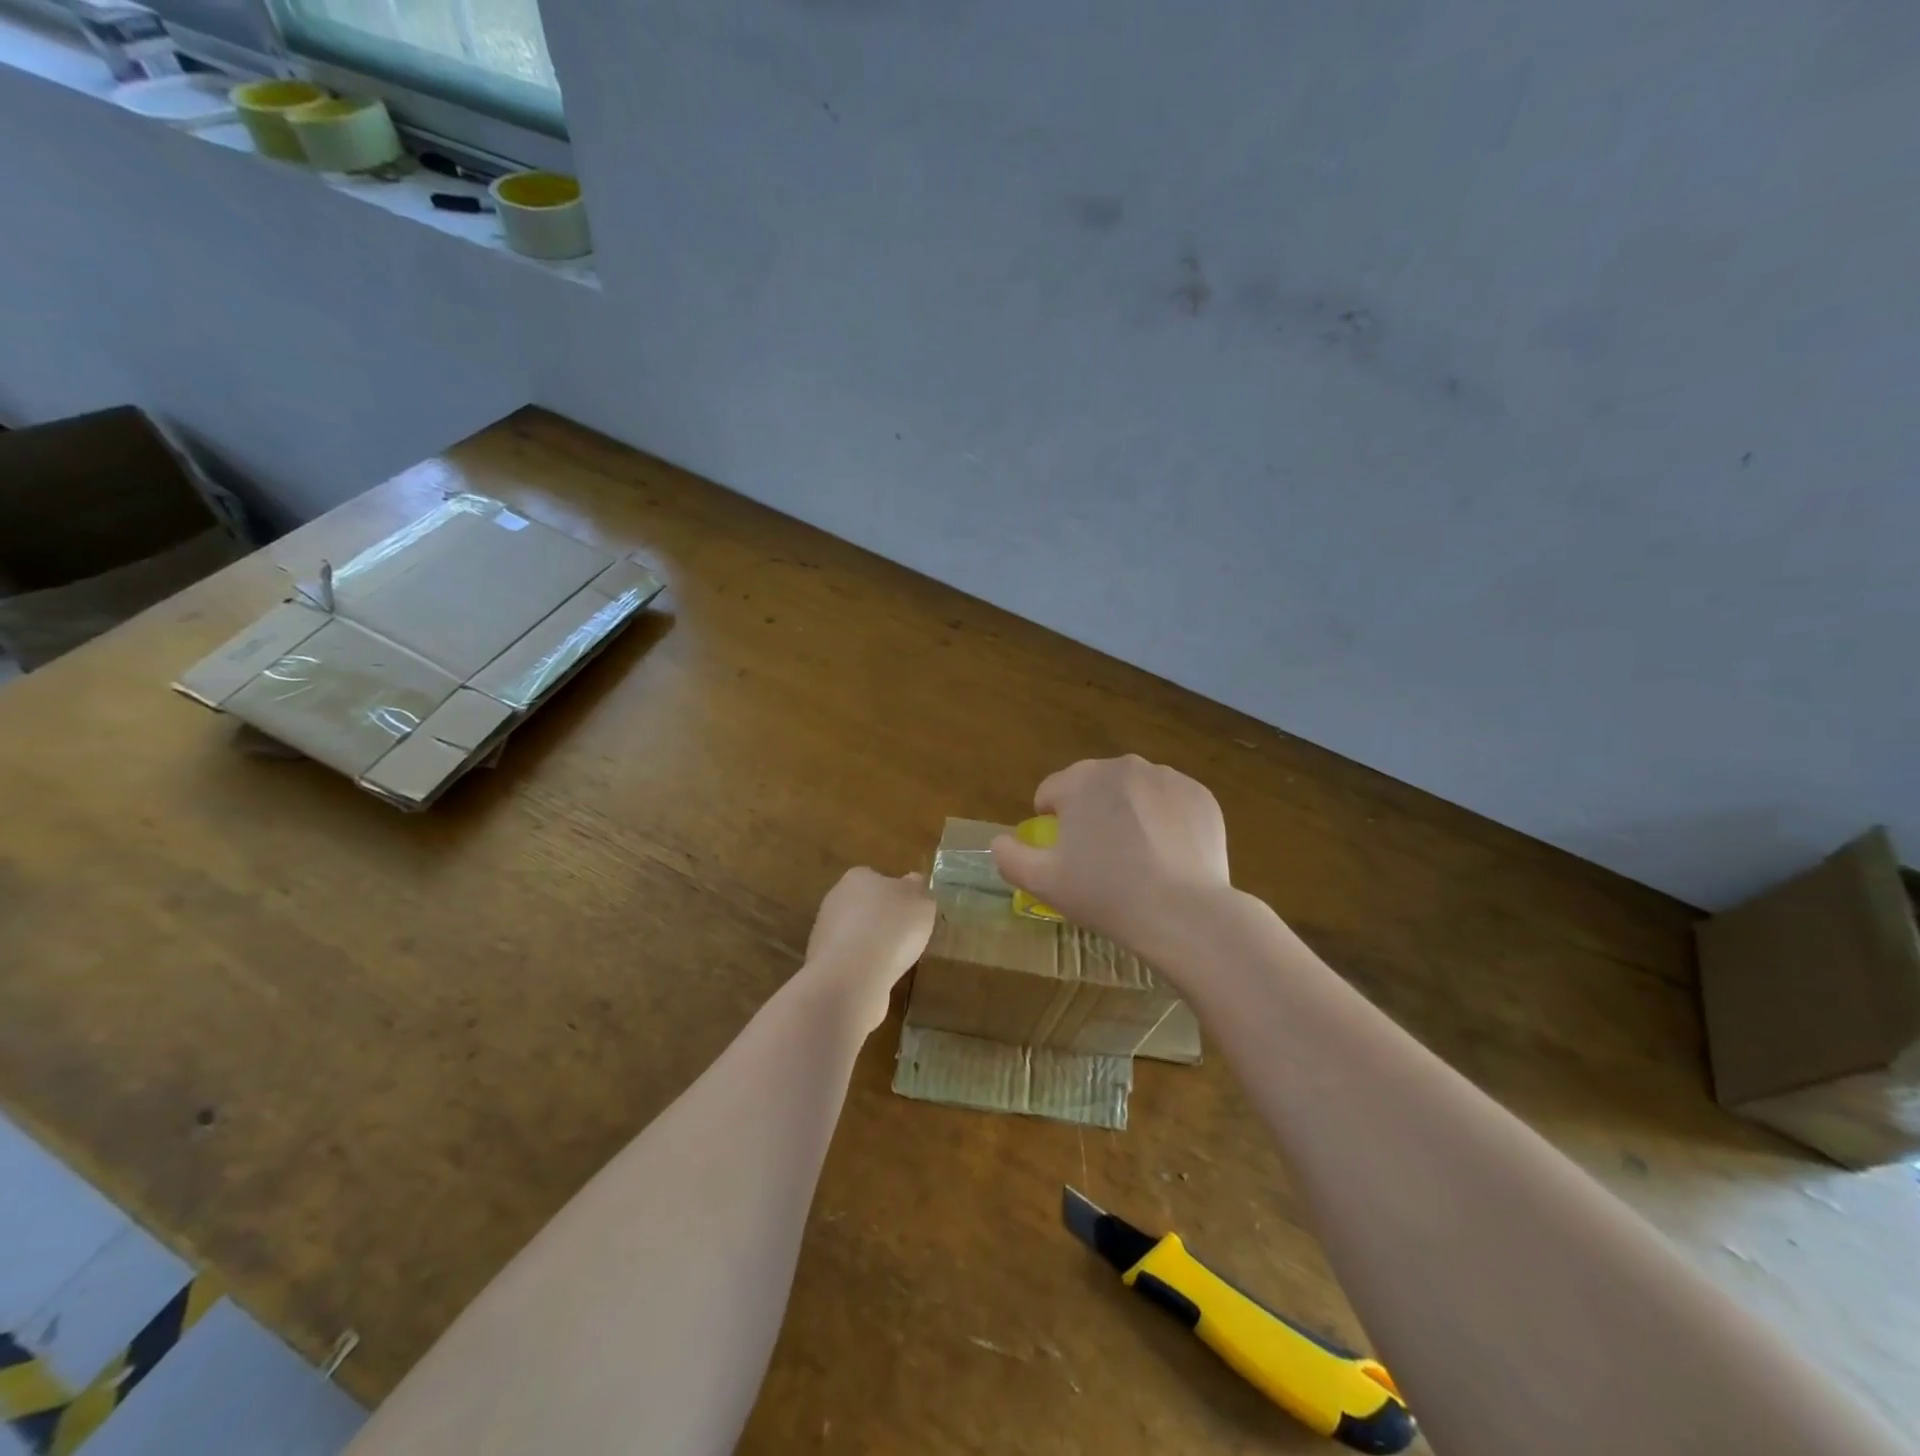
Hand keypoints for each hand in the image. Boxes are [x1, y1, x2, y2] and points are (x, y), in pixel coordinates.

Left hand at [800, 867, 936, 1033]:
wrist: (852, 975)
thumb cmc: (892, 928)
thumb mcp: (921, 902)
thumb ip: (918, 890)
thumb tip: (913, 882)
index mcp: (858, 877)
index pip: (879, 879)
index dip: (897, 896)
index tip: (911, 914)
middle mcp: (836, 898)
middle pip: (865, 906)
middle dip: (882, 921)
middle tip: (905, 938)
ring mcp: (824, 931)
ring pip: (855, 934)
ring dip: (870, 945)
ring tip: (892, 962)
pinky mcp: (820, 961)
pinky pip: (848, 959)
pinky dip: (861, 967)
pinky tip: (875, 977)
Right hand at [991, 756, 1232, 964]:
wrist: (1183, 913)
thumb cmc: (1105, 894)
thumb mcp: (1042, 882)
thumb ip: (1009, 856)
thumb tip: (999, 842)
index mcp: (1080, 780)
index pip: (1051, 791)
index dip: (1050, 823)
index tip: (1063, 853)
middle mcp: (1124, 766)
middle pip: (1094, 787)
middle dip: (1091, 814)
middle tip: (1100, 858)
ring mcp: (1168, 778)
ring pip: (1134, 792)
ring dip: (1128, 814)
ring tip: (1137, 858)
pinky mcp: (1201, 796)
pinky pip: (1170, 803)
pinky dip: (1164, 821)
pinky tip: (1168, 855)